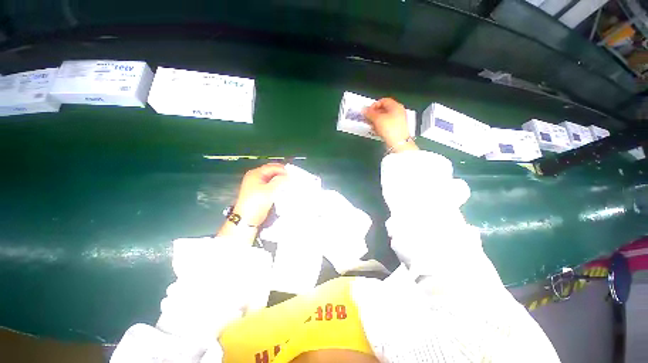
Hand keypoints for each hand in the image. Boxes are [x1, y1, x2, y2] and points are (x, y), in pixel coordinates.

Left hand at [232, 163, 287, 226]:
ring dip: (279, 181)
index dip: (282, 169)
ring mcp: (256, 185)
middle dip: (281, 174)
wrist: (247, 218)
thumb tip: (288, 176)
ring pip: (271, 179)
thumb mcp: (270, 190)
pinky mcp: (259, 192)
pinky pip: (270, 185)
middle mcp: (255, 177)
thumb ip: (280, 181)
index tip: (291, 174)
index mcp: (255, 174)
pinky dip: (276, 186)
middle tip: (291, 178)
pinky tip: (282, 189)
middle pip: (271, 172)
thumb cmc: (257, 202)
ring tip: (288, 183)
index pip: (271, 167)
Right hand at [362, 98, 417, 152]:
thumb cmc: (389, 128)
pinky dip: (381, 125)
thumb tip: (364, 109)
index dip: (374, 105)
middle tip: (368, 119)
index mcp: (396, 106)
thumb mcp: (377, 119)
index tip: (368, 112)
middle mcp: (399, 111)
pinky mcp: (397, 128)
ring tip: (371, 125)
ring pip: (385, 117)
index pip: (383, 100)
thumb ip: (370, 113)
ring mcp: (399, 120)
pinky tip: (377, 130)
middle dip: (375, 113)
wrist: (399, 143)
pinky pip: (387, 124)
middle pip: (384, 109)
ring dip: (377, 120)